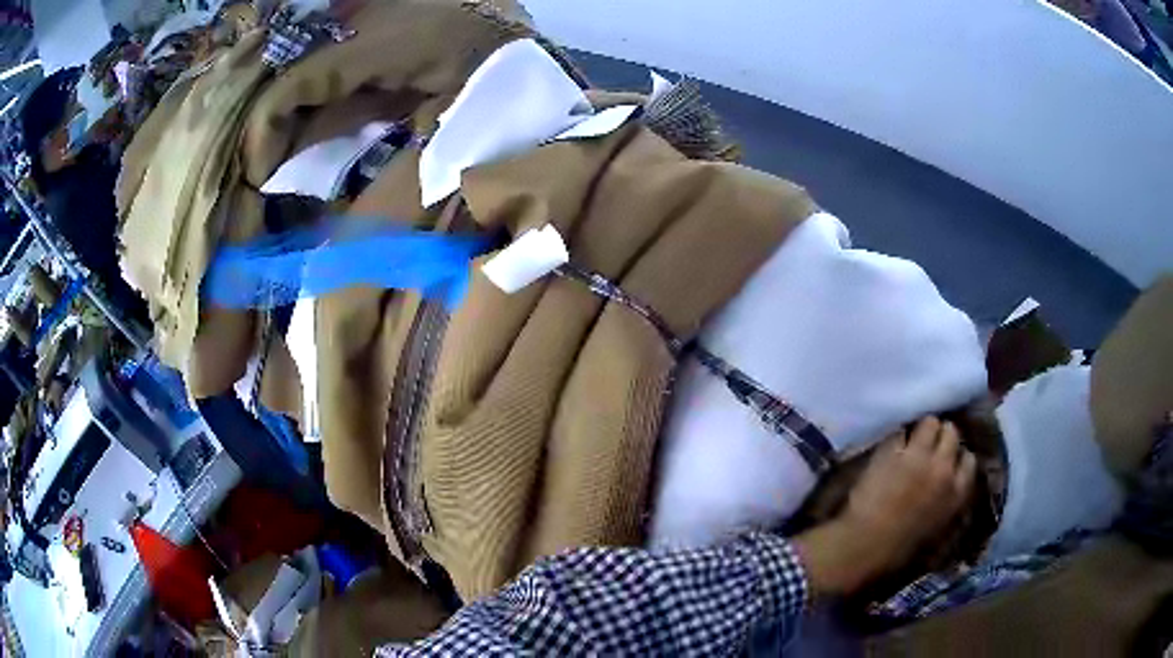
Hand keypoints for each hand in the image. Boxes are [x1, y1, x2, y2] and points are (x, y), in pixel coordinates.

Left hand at [793, 417, 975, 596]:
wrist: (864, 546)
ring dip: (922, 429)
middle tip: (929, 445)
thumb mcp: (937, 531)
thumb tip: (951, 486)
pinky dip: (896, 438)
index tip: (949, 459)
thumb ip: (949, 503)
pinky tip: (890, 449)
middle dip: (942, 436)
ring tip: (912, 440)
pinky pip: (900, 431)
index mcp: (957, 494)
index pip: (969, 460)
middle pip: (952, 433)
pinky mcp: (893, 450)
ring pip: (929, 422)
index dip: (958, 457)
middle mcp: (943, 468)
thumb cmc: (899, 551)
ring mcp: (918, 456)